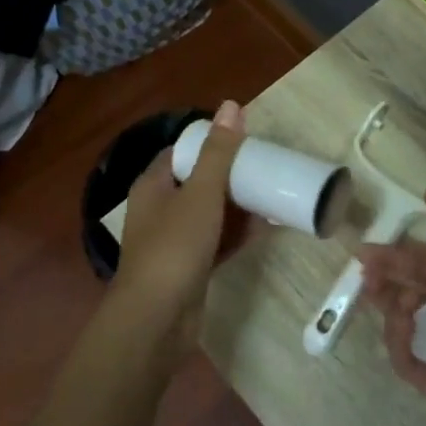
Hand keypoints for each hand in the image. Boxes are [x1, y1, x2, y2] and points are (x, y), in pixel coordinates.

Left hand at [114, 101, 247, 344]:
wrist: (156, 320)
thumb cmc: (174, 247)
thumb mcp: (201, 193)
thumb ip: (219, 153)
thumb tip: (232, 105)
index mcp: (153, 185)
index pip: (181, 152)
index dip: (210, 143)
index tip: (244, 139)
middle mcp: (159, 209)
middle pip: (198, 181)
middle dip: (230, 174)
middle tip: (265, 166)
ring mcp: (173, 240)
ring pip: (209, 212)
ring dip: (237, 205)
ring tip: (272, 193)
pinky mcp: (189, 267)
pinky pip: (216, 240)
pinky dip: (236, 233)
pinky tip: (265, 228)